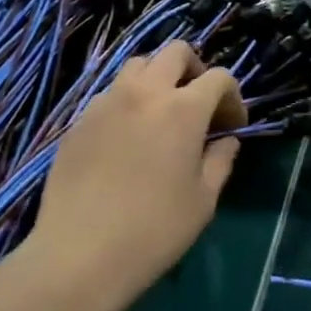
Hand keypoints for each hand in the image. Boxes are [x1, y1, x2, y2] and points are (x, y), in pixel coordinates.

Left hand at [15, 41, 246, 310]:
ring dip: (157, 79)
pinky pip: (109, 95)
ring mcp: (106, 104)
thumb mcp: (203, 201)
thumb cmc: (153, 231)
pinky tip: (126, 139)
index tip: (232, 126)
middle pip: (175, 52)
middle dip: (195, 69)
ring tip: (160, 113)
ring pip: (137, 66)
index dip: (232, 97)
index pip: (218, 77)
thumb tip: (227, 141)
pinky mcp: (78, 123)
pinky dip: (127, 102)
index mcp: (183, 109)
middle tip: (198, 103)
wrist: (77, 258)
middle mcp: (145, 93)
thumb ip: (221, 161)